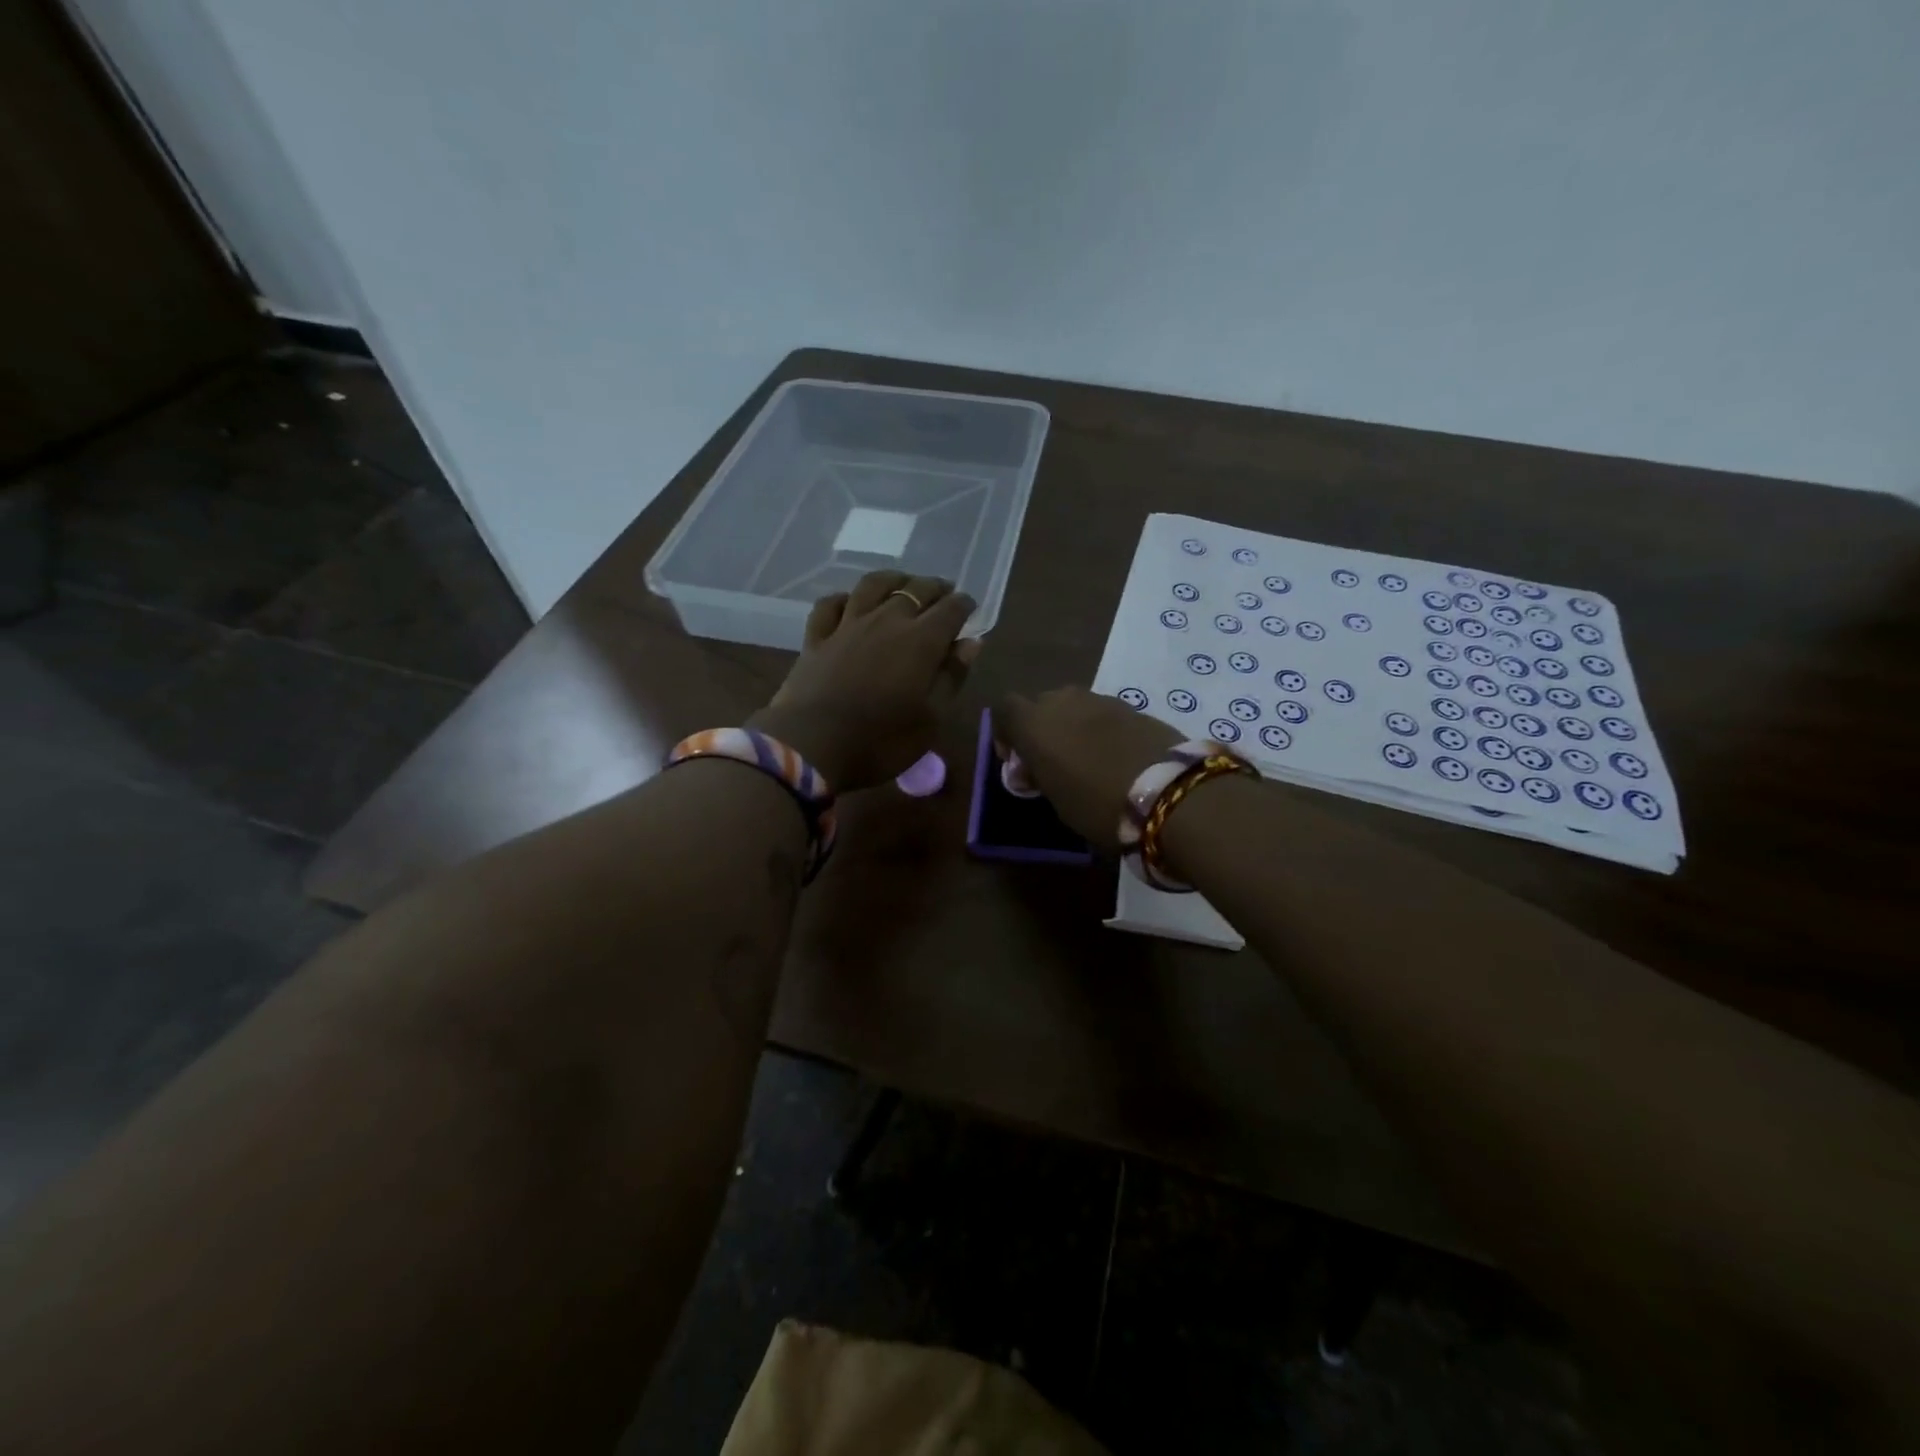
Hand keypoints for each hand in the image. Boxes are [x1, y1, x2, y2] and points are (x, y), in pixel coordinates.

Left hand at [749, 571, 979, 791]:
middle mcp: (887, 620)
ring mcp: (848, 625)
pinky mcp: (817, 637)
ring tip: (903, 583)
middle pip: (916, 590)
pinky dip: (845, 598)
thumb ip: (952, 676)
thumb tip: (972, 642)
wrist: (812, 746)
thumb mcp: (931, 719)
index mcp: (921, 641)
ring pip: (873, 585)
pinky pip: (831, 604)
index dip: (963, 605)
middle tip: (944, 593)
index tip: (969, 608)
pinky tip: (851, 603)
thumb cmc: (881, 740)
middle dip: (935, 588)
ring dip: (894, 579)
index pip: (950, 610)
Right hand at [992, 687, 1181, 848]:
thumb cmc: (1098, 803)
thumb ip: (1039, 775)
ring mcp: (1101, 700)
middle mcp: (1063, 701)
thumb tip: (1034, 769)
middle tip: (1052, 762)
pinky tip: (1115, 758)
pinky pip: (1104, 714)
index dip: (1006, 732)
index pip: (1004, 709)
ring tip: (1086, 760)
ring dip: (1073, 727)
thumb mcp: (1056, 799)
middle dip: (1042, 728)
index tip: (1017, 760)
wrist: (1168, 792)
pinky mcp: (1133, 707)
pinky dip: (1102, 731)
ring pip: (1074, 707)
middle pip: (1041, 704)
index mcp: (1034, 723)